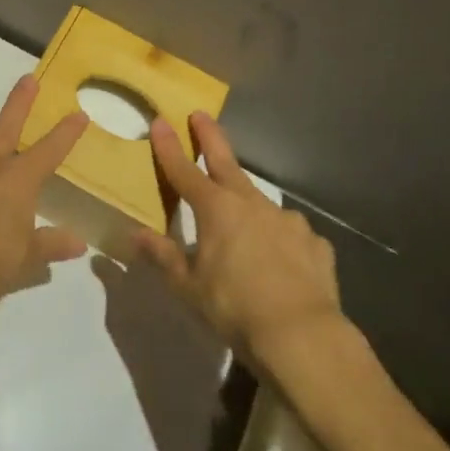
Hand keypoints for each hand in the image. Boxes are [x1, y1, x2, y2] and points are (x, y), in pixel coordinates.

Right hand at [136, 112, 348, 364]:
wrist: (302, 335)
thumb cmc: (234, 308)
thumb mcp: (188, 287)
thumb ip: (163, 256)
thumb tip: (135, 234)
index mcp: (216, 210)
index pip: (184, 171)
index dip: (169, 147)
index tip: (160, 121)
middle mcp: (252, 204)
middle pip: (225, 163)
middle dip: (210, 137)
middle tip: (201, 115)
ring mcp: (287, 220)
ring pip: (260, 203)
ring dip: (247, 204)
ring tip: (243, 226)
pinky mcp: (314, 243)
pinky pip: (290, 235)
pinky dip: (280, 240)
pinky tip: (280, 262)